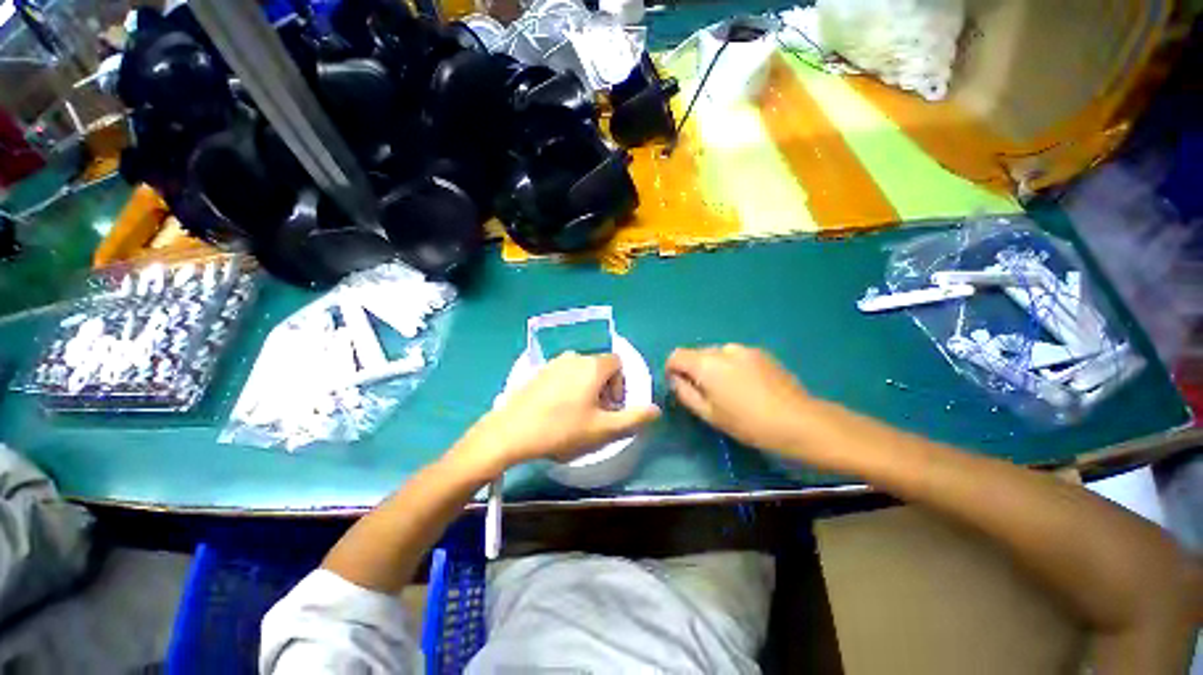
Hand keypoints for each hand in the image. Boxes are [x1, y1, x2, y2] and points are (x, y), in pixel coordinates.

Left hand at [450, 352, 660, 477]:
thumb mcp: (603, 430)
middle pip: (600, 366)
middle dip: (604, 388)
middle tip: (596, 414)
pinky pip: (563, 374)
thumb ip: (634, 419)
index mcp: (592, 366)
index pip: (618, 363)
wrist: (511, 432)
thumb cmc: (562, 430)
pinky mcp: (538, 372)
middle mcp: (574, 357)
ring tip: (577, 414)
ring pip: (581, 371)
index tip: (610, 408)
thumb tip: (656, 410)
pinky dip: (568, 387)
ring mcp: (553, 363)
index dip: (620, 385)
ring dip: (587, 389)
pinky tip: (557, 410)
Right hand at [667, 345, 814, 454]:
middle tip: (705, 392)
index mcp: (706, 364)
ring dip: (713, 367)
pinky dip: (731, 365)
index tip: (678, 385)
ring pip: (716, 353)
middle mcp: (723, 349)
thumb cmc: (747, 423)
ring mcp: (744, 348)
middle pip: (696, 353)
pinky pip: (734, 355)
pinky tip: (746, 385)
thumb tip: (675, 379)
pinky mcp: (760, 352)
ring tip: (728, 389)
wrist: (797, 420)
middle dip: (693, 369)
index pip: (676, 355)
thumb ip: (684, 392)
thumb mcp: (708, 413)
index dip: (672, 369)